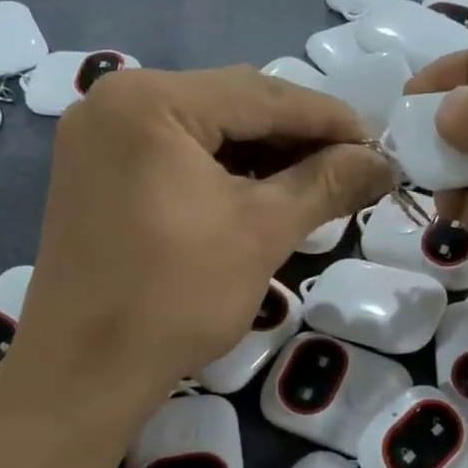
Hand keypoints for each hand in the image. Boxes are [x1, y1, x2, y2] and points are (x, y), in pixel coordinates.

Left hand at [15, 66, 392, 402]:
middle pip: (230, 105)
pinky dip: (222, 171)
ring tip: (316, 184)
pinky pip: (174, 154)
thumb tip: (383, 163)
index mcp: (150, 100)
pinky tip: (261, 194)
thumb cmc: (175, 296)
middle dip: (296, 136)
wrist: (84, 373)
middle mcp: (115, 100)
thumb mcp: (262, 231)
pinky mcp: (95, 174)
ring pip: (203, 130)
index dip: (330, 119)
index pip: (262, 94)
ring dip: (262, 154)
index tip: (379, 145)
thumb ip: (327, 184)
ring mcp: (98, 138)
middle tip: (352, 167)